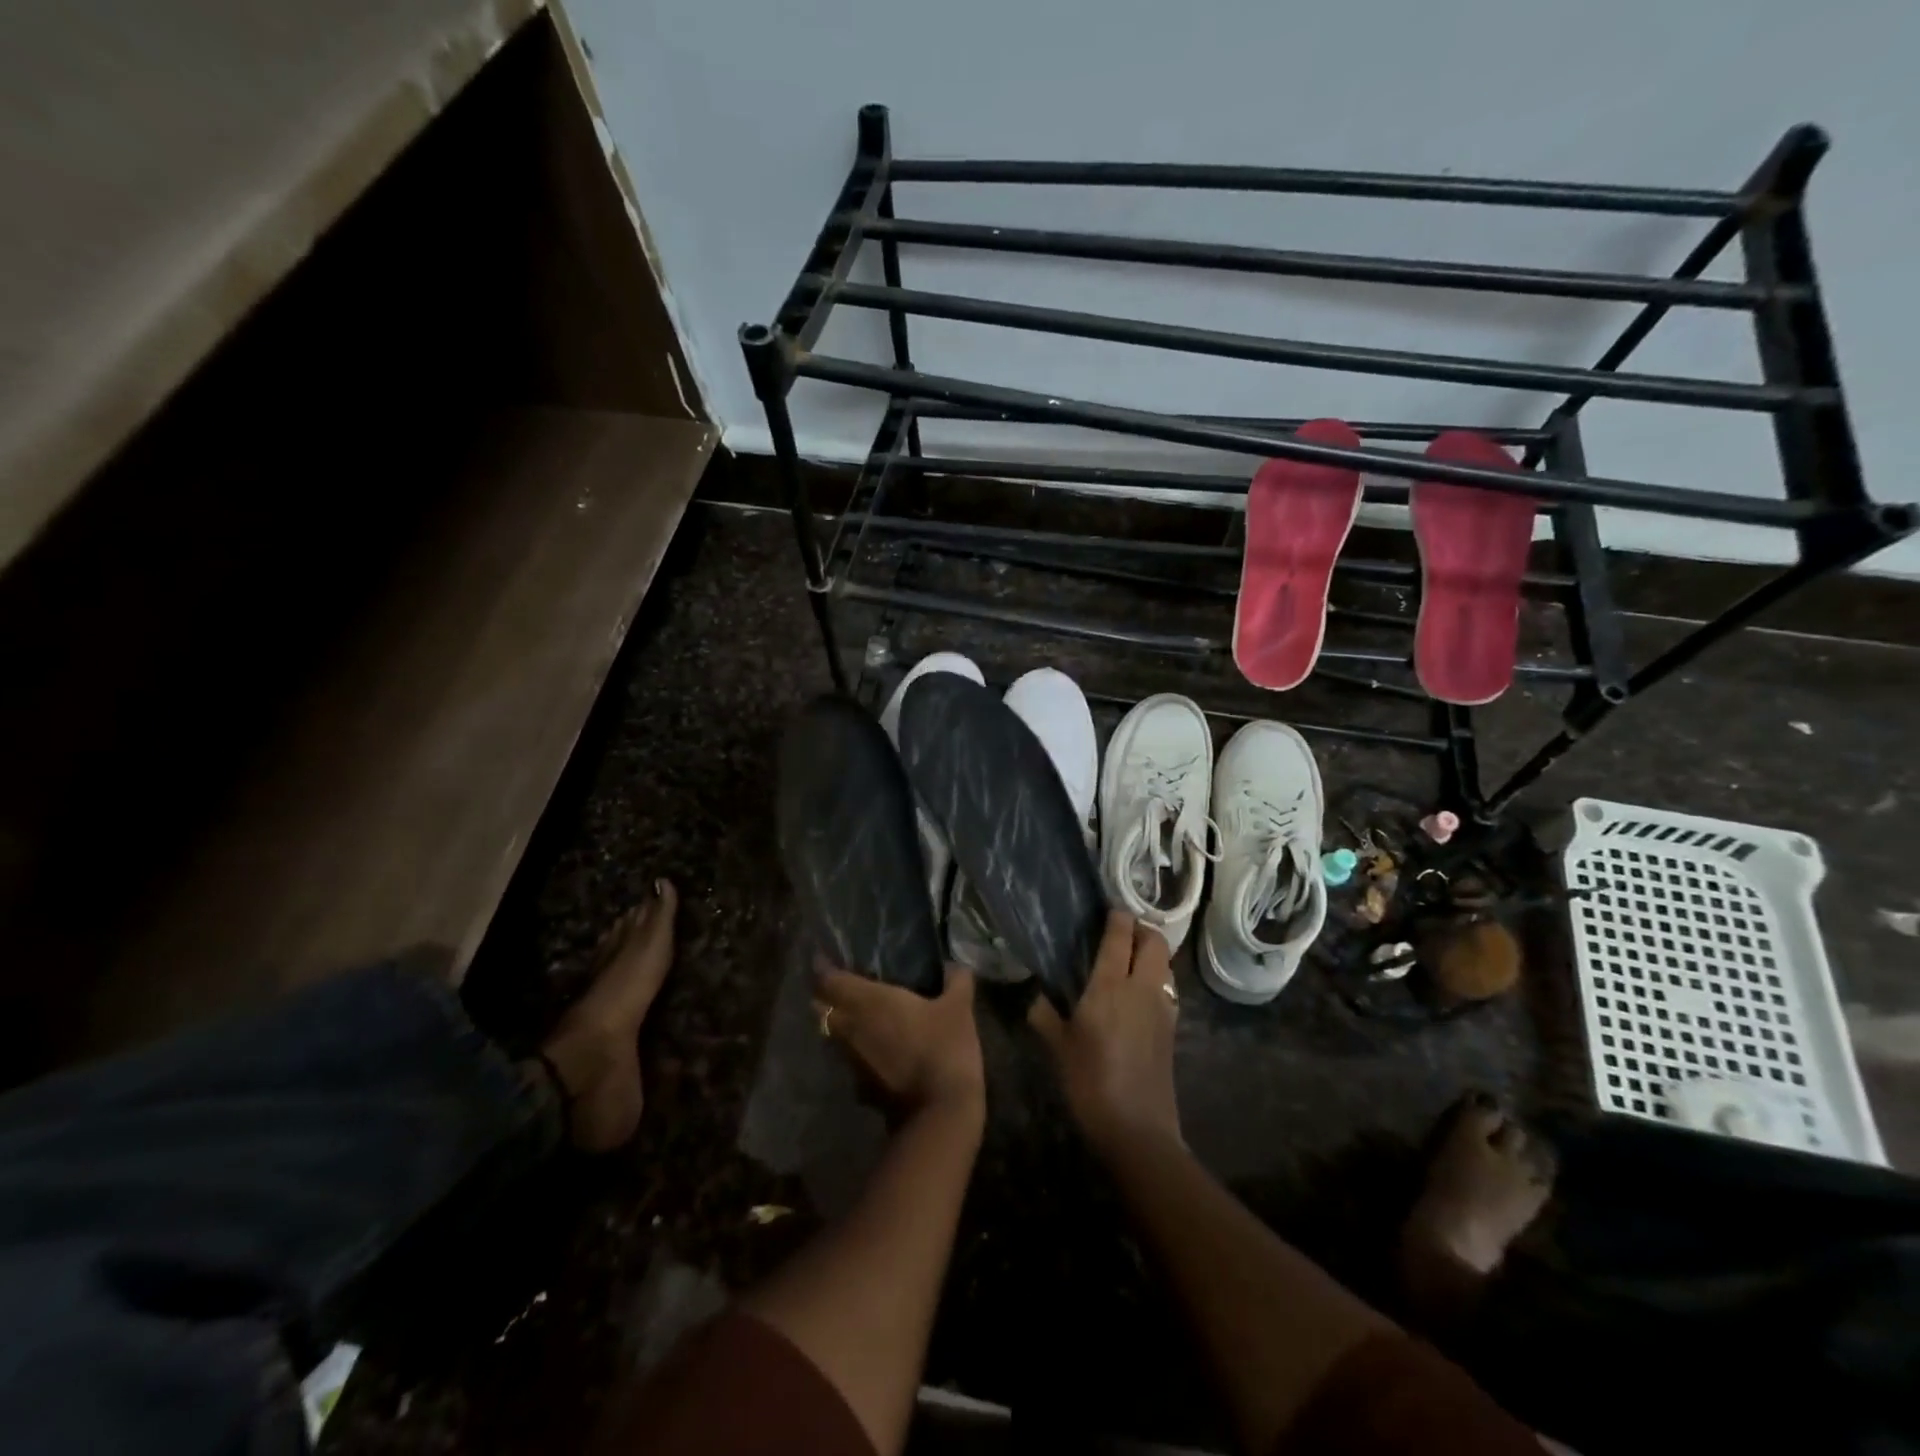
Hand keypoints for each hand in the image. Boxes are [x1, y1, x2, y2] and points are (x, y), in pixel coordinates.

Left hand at [815, 962, 984, 1120]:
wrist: (940, 1114)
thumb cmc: (944, 1048)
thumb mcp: (959, 1008)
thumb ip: (956, 980)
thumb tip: (954, 965)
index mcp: (868, 1001)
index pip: (828, 980)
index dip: (822, 967)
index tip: (826, 956)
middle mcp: (850, 1028)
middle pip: (822, 1007)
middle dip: (826, 994)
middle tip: (844, 982)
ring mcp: (852, 1060)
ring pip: (833, 1034)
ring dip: (840, 1022)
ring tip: (861, 1011)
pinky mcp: (860, 1086)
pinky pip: (849, 1057)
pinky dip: (856, 1047)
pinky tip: (877, 1044)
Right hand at [1029, 910, 1179, 1154]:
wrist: (1138, 1130)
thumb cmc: (1091, 1082)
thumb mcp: (1058, 1047)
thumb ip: (1045, 1015)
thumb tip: (1036, 996)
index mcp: (1112, 985)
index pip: (1120, 936)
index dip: (1117, 917)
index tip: (1107, 909)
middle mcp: (1143, 988)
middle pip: (1155, 942)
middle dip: (1142, 929)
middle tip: (1121, 932)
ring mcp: (1162, 1008)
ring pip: (1165, 964)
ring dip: (1152, 954)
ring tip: (1128, 960)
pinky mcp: (1171, 1029)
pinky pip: (1167, 988)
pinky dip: (1156, 978)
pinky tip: (1136, 995)